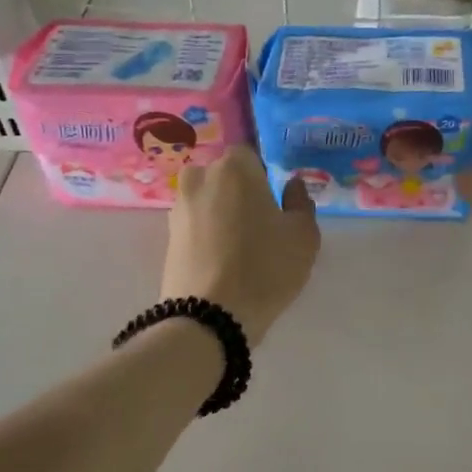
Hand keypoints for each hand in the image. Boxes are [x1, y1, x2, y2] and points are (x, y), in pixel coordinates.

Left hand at [163, 147, 319, 344]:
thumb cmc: (265, 267)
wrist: (209, 317)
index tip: (274, 202)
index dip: (263, 176)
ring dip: (221, 213)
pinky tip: (222, 260)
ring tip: (240, 246)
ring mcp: (179, 208)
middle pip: (224, 176)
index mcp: (235, 168)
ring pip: (207, 200)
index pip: (250, 155)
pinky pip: (194, 224)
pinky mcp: (167, 237)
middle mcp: (200, 178)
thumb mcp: (304, 236)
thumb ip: (301, 202)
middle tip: (259, 223)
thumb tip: (291, 185)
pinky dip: (207, 234)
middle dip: (239, 192)